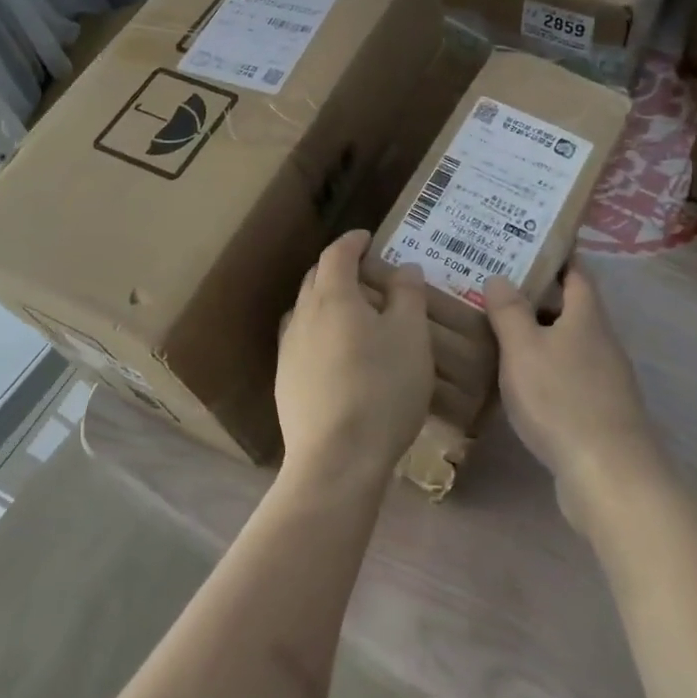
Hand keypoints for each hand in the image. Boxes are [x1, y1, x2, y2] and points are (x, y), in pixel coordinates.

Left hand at [276, 230, 432, 487]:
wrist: (336, 459)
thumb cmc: (382, 388)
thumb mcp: (411, 337)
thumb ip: (408, 295)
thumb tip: (404, 269)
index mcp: (332, 296)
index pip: (337, 254)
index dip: (353, 241)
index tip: (368, 238)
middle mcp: (303, 316)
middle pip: (316, 279)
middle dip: (340, 270)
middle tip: (369, 277)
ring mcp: (288, 351)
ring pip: (307, 312)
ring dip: (328, 303)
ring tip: (355, 316)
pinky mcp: (285, 383)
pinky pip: (303, 343)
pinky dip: (322, 334)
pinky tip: (339, 357)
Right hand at [483, 266, 661, 530]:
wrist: (609, 475)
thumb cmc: (562, 400)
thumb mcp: (524, 349)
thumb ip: (510, 311)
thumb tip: (500, 276)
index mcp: (587, 316)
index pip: (576, 271)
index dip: (554, 255)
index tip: (525, 242)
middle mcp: (601, 341)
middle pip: (571, 307)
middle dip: (537, 294)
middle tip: (495, 285)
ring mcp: (604, 378)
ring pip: (567, 342)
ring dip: (538, 333)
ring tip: (497, 327)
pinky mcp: (599, 411)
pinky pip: (567, 374)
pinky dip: (544, 367)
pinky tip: (518, 379)